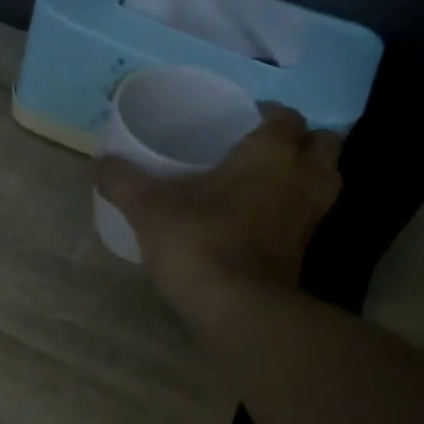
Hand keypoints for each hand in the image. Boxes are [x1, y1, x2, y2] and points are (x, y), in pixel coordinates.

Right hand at [93, 103, 342, 310]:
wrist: (236, 307)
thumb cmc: (198, 241)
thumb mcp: (149, 208)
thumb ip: (123, 182)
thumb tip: (98, 163)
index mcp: (272, 151)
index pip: (285, 116)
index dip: (267, 115)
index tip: (242, 123)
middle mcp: (303, 177)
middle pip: (322, 144)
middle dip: (300, 143)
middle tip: (264, 152)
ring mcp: (311, 218)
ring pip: (325, 181)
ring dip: (306, 177)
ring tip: (270, 185)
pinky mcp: (306, 254)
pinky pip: (309, 220)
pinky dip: (295, 216)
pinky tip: (264, 225)